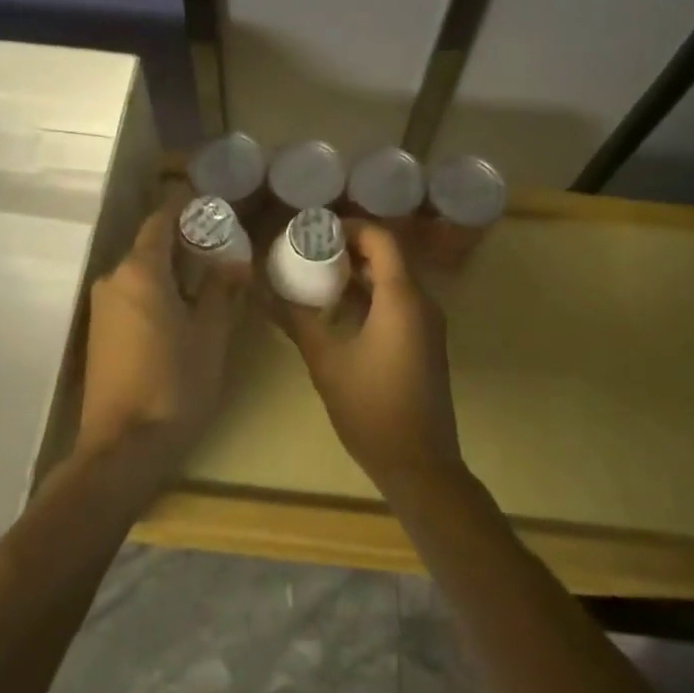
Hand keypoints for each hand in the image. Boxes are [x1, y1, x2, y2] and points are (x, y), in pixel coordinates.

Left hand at [77, 203, 247, 481]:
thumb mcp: (210, 333)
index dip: (184, 206)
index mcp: (140, 270)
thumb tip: (233, 261)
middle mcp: (114, 279)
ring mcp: (101, 307)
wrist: (122, 448)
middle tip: (221, 246)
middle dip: (183, 241)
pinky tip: (180, 309)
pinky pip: (130, 295)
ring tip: (207, 278)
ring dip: (170, 269)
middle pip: (150, 245)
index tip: (210, 202)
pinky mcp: (98, 333)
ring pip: (140, 272)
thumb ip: (220, 289)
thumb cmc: (175, 383)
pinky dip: (155, 291)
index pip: (161, 219)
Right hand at [281, 221, 462, 500]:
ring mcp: (427, 322)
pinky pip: (399, 301)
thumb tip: (266, 293)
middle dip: (350, 247)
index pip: (381, 238)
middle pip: (389, 255)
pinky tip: (340, 308)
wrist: (421, 465)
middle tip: (311, 249)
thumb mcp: (326, 361)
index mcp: (402, 297)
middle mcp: (422, 301)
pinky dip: (372, 294)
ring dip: (360, 271)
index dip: (350, 227)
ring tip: (319, 274)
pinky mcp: (426, 341)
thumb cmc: (372, 408)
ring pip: (394, 278)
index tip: (316, 230)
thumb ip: (298, 320)